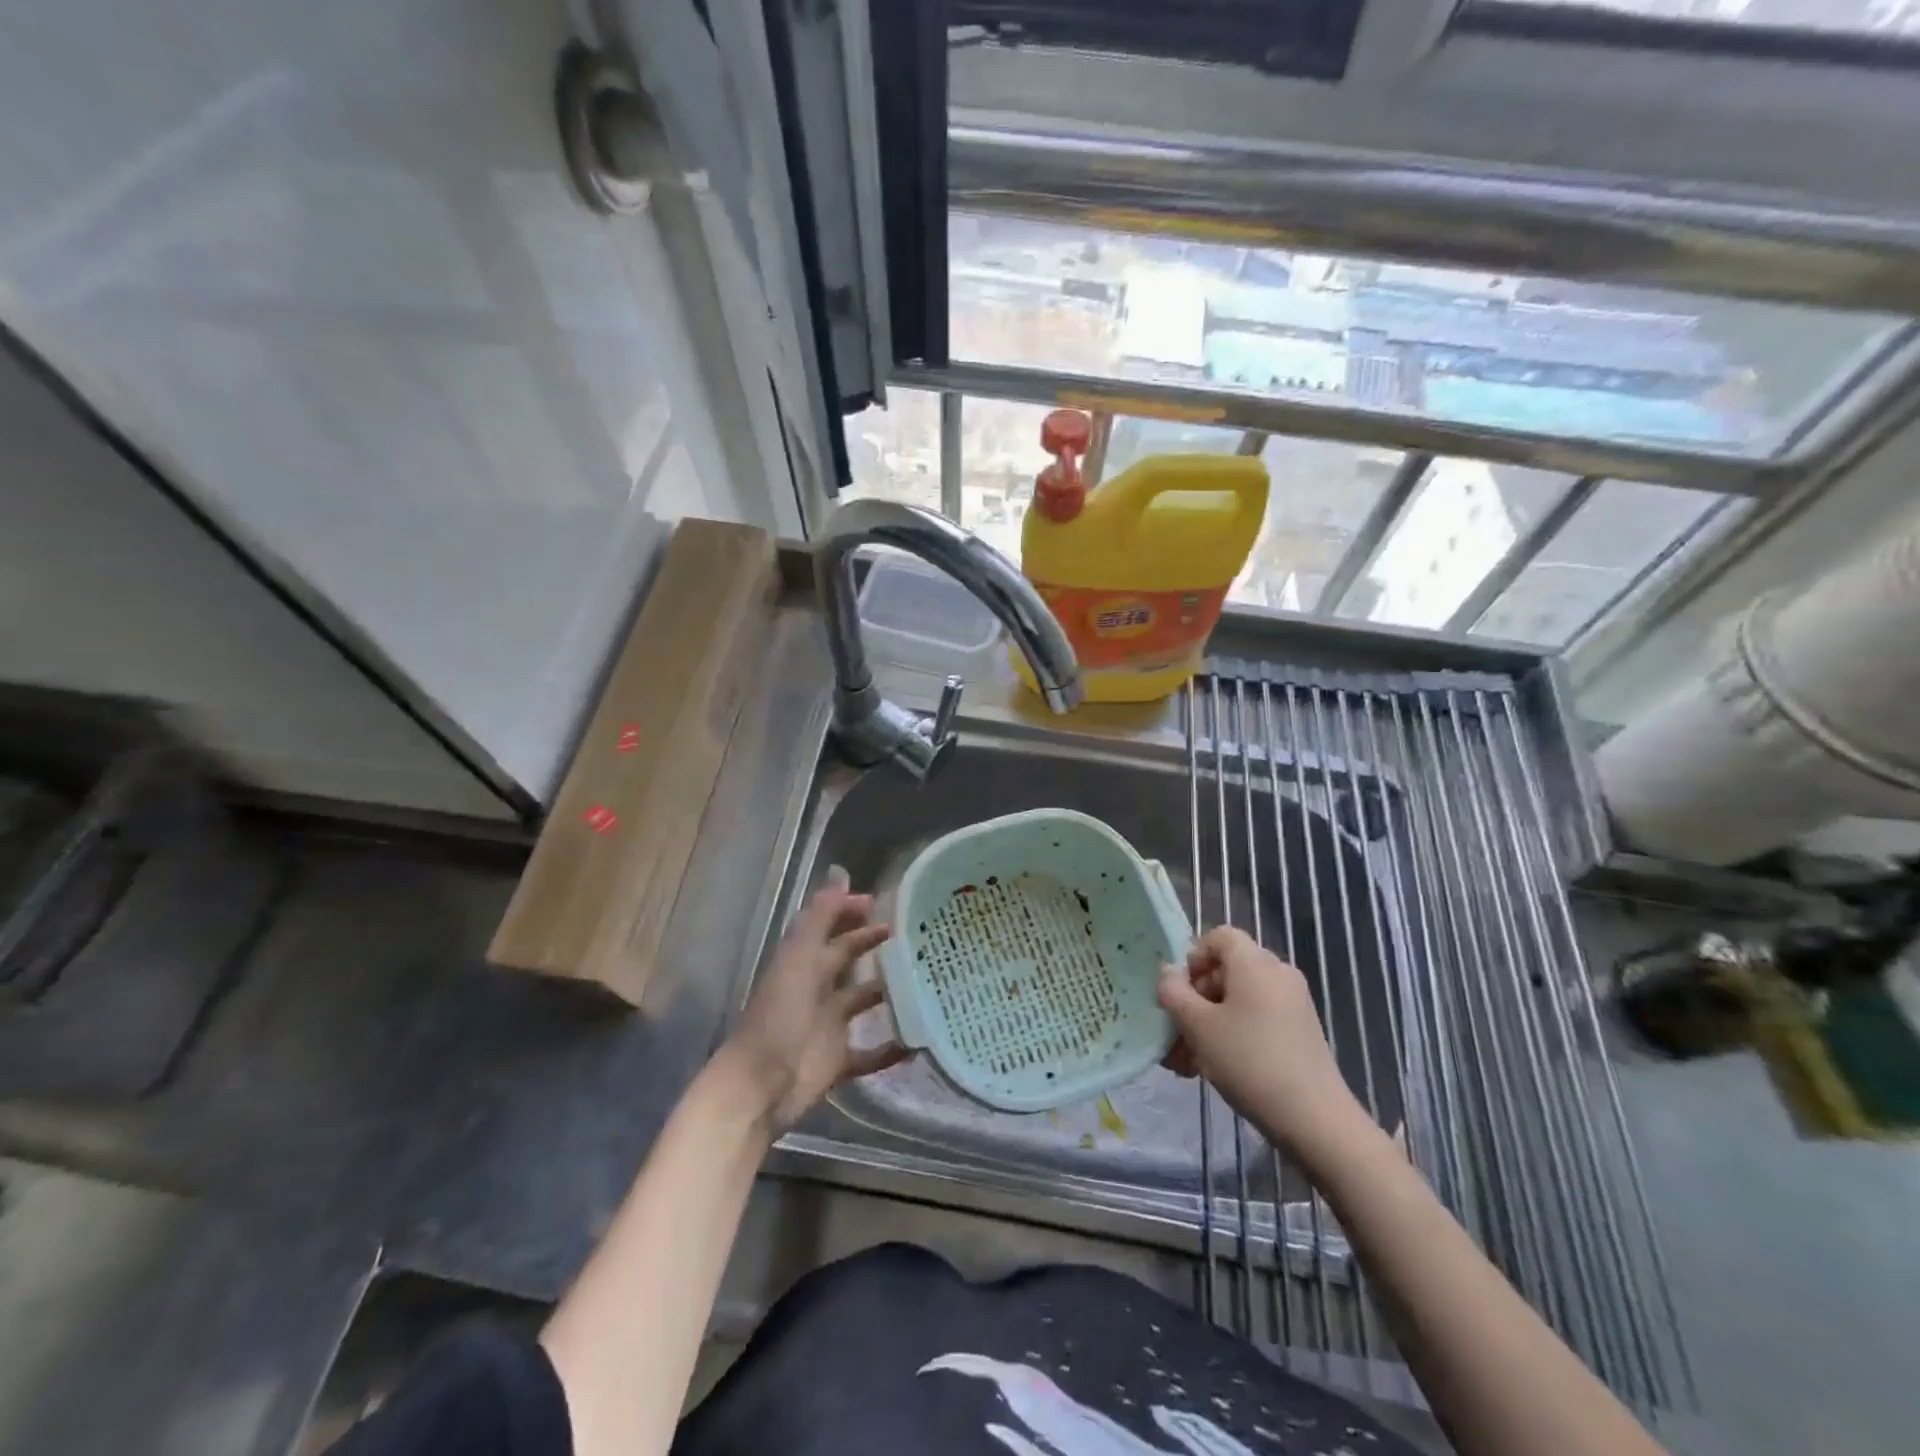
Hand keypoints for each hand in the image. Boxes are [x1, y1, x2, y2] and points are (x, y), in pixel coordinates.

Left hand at [717, 883, 907, 1134]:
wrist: (760, 1087)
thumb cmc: (780, 1017)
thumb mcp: (799, 960)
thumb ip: (820, 918)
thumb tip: (841, 874)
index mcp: (804, 963)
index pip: (830, 928)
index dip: (850, 912)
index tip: (883, 903)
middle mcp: (816, 990)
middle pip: (846, 959)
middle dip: (871, 943)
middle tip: (911, 934)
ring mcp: (827, 1027)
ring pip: (861, 1001)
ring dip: (886, 992)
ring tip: (923, 980)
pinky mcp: (837, 1062)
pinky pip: (870, 1053)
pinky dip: (891, 1049)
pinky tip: (917, 1042)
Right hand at [1158, 926, 1371, 1169]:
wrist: (1314, 1119)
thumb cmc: (1249, 1060)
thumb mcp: (1198, 1026)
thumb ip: (1175, 994)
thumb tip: (1169, 975)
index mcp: (1255, 963)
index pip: (1219, 936)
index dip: (1194, 957)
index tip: (1180, 992)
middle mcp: (1277, 974)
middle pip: (1227, 970)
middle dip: (1196, 998)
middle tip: (1176, 1031)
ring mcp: (1292, 1004)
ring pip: (1239, 1000)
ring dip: (1209, 1022)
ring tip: (1186, 1060)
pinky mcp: (1299, 1032)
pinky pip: (1256, 1019)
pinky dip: (1232, 1034)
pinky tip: (1212, 1069)